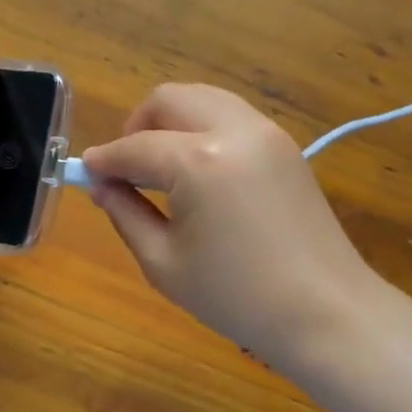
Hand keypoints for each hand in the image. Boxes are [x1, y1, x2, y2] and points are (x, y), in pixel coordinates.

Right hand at [82, 84, 380, 372]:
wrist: (325, 313)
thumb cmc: (236, 296)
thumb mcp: (163, 262)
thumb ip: (125, 213)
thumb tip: (101, 186)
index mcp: (198, 161)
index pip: (134, 147)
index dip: (104, 160)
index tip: (85, 174)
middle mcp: (233, 130)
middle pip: (169, 99)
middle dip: (137, 126)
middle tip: (126, 168)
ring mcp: (265, 132)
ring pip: (202, 98)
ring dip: (171, 121)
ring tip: (160, 167)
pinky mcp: (284, 144)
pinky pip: (230, 116)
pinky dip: (202, 127)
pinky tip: (197, 171)